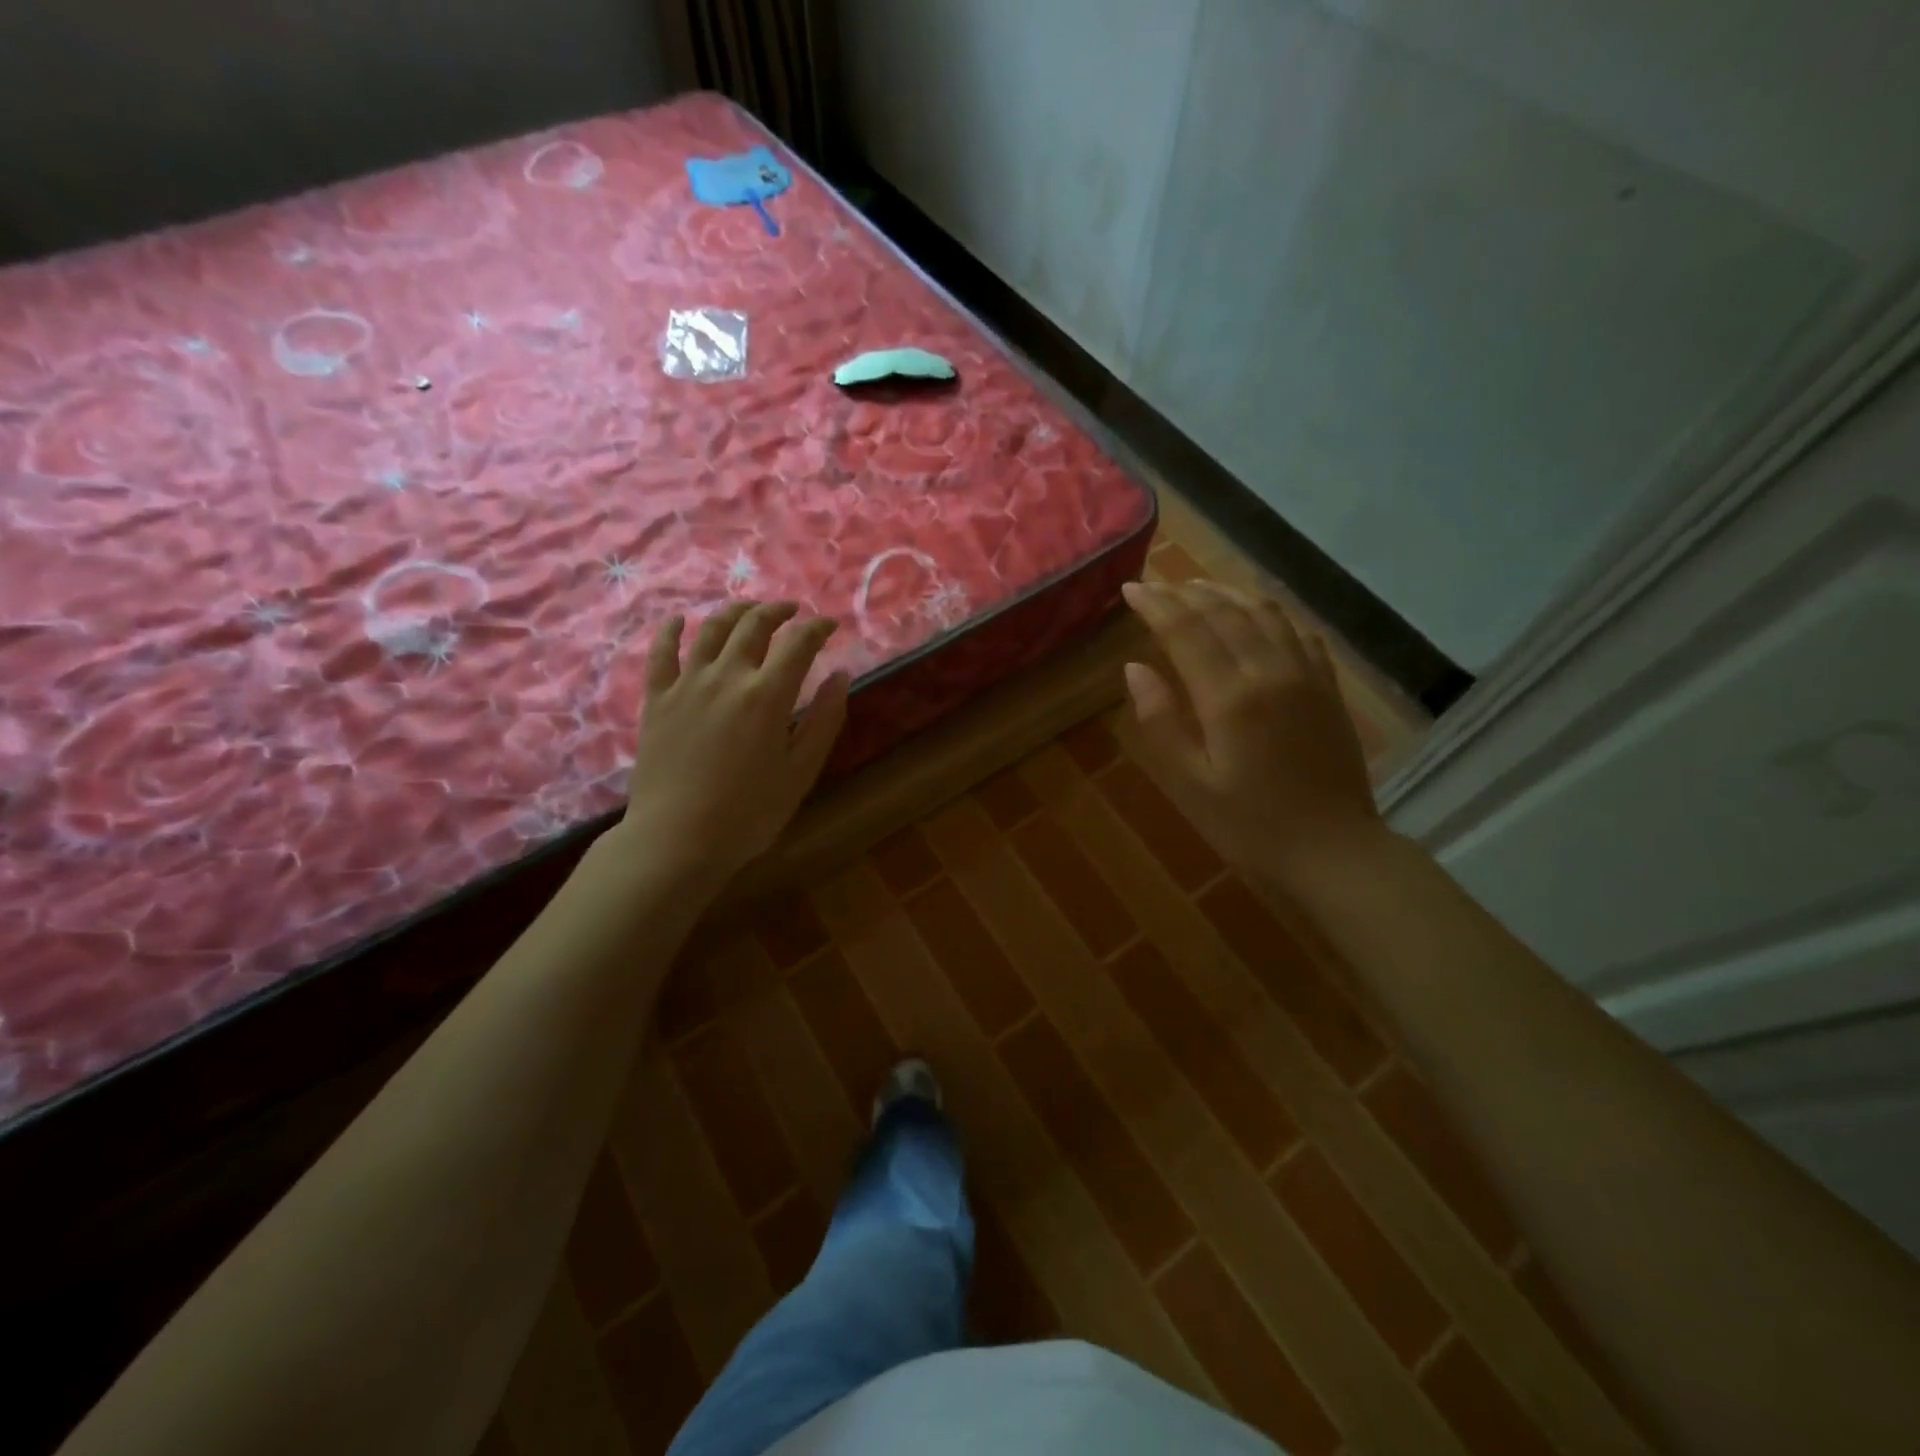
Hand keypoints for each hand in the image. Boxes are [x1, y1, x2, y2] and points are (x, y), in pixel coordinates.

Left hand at [608, 601, 848, 891]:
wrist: (677, 839)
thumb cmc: (749, 813)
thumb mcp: (801, 771)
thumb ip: (824, 720)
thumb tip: (841, 675)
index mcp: (767, 695)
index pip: (798, 643)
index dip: (817, 627)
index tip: (828, 626)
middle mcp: (727, 677)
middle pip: (754, 625)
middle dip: (778, 611)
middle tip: (792, 611)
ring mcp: (687, 684)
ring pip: (711, 629)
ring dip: (735, 611)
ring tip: (749, 609)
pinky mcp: (656, 699)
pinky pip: (661, 653)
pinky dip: (671, 630)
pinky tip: (679, 620)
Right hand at [1120, 580, 1383, 888]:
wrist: (1334, 851)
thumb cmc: (1251, 826)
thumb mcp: (1191, 785)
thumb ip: (1161, 722)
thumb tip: (1134, 669)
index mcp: (1231, 697)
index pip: (1187, 631)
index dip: (1156, 605)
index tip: (1131, 587)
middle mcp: (1270, 672)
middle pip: (1224, 613)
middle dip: (1185, 593)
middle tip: (1156, 583)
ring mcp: (1306, 675)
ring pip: (1265, 612)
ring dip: (1227, 592)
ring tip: (1198, 586)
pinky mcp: (1328, 687)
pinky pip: (1299, 631)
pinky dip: (1271, 611)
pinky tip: (1257, 612)